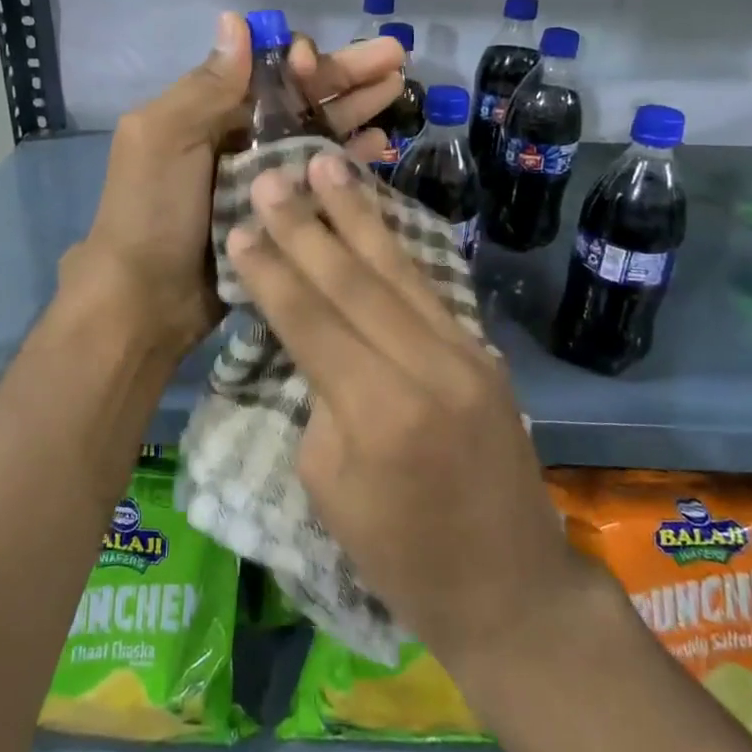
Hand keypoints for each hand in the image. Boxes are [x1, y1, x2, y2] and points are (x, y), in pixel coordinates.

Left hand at [66, 13, 407, 363]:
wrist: (146, 299)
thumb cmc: (151, 211)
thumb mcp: (163, 138)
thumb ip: (206, 86)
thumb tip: (236, 20)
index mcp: (210, 112)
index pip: (266, 71)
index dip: (298, 61)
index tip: (315, 64)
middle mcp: (241, 138)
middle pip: (302, 98)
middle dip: (346, 74)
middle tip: (395, 57)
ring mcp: (265, 178)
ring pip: (319, 133)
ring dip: (356, 109)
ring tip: (398, 90)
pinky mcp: (284, 214)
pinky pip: (322, 178)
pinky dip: (349, 159)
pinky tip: (380, 144)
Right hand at [225, 151, 587, 669]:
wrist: (510, 588)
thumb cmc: (401, 556)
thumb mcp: (329, 487)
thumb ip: (319, 400)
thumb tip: (317, 342)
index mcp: (378, 413)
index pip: (312, 321)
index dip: (272, 271)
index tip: (241, 224)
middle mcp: (428, 368)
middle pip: (354, 281)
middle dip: (306, 224)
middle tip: (274, 174)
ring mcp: (466, 354)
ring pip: (398, 269)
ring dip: (357, 214)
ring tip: (328, 164)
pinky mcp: (484, 352)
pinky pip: (428, 287)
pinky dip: (396, 245)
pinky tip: (374, 213)